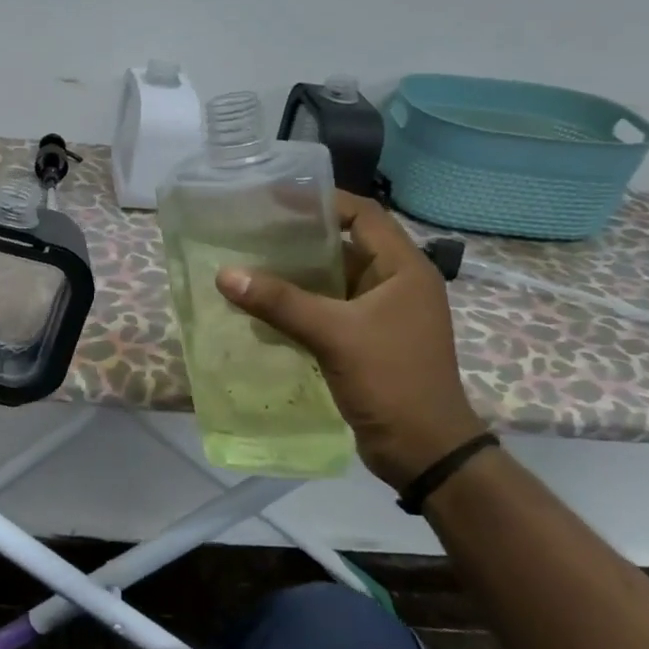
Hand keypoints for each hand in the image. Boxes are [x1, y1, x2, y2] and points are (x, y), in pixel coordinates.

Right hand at [214, 193, 486, 486]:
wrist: (423, 451)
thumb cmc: (391, 380)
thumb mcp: (334, 334)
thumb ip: (280, 302)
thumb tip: (225, 274)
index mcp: (403, 269)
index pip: (364, 215)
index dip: (324, 201)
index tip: (277, 198)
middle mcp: (395, 285)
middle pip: (343, 248)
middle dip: (299, 240)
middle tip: (251, 232)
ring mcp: (381, 316)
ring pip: (331, 284)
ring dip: (293, 278)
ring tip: (247, 268)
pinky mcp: (365, 343)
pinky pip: (326, 313)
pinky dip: (297, 309)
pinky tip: (260, 311)